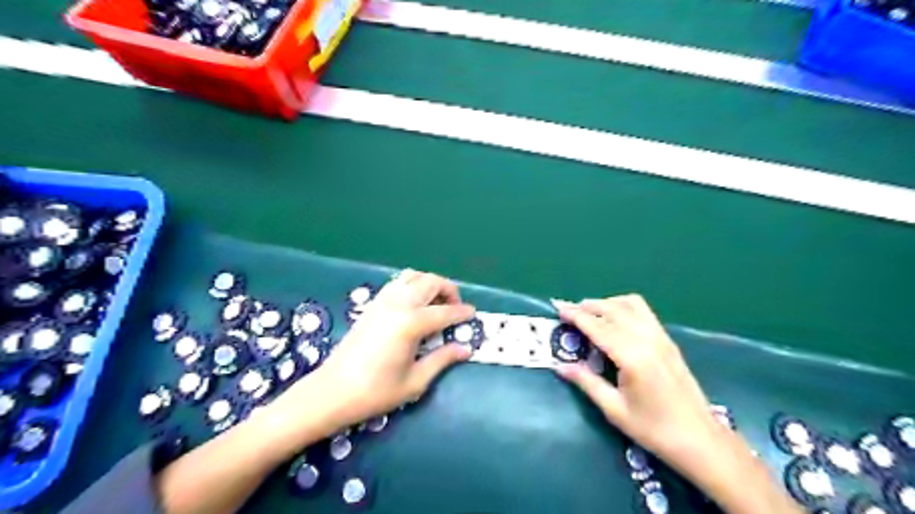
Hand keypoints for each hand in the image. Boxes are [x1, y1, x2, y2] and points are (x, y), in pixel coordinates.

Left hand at [268, 268, 470, 432]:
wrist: (333, 392)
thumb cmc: (376, 391)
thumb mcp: (416, 380)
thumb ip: (442, 359)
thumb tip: (465, 349)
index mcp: (411, 323)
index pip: (445, 311)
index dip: (462, 312)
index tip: (473, 315)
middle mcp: (399, 304)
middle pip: (431, 282)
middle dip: (449, 290)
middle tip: (455, 308)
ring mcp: (383, 301)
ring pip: (413, 276)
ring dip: (429, 284)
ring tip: (436, 303)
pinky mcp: (372, 304)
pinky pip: (397, 283)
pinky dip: (412, 285)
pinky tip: (414, 305)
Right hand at [549, 296, 802, 512]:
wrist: (700, 440)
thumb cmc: (654, 429)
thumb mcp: (614, 410)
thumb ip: (586, 382)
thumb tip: (560, 366)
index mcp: (632, 357)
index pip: (598, 327)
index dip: (576, 315)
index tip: (558, 307)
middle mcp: (647, 340)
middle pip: (613, 310)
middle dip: (588, 306)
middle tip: (568, 310)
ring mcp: (661, 337)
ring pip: (631, 305)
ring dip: (607, 303)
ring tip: (590, 312)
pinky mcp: (668, 341)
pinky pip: (644, 312)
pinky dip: (624, 307)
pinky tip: (615, 320)